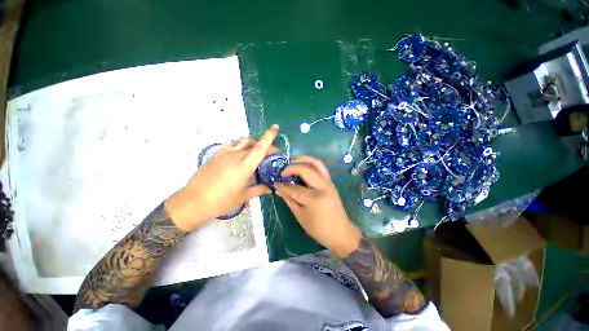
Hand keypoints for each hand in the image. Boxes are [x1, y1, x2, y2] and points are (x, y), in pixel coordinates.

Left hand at [166, 125, 279, 231]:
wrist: (193, 202)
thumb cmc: (221, 201)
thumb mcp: (243, 197)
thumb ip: (259, 190)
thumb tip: (270, 188)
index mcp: (244, 166)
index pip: (260, 148)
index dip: (269, 136)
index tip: (275, 127)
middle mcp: (235, 156)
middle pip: (253, 143)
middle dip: (264, 144)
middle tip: (270, 153)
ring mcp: (224, 154)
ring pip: (242, 141)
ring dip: (252, 143)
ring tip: (256, 152)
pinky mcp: (215, 155)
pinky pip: (231, 144)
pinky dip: (240, 145)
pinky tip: (240, 154)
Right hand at [275, 156, 361, 257]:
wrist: (340, 232)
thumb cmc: (319, 228)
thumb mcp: (300, 216)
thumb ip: (290, 200)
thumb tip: (279, 189)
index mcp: (314, 198)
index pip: (294, 188)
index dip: (283, 186)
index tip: (275, 184)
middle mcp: (322, 186)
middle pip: (305, 169)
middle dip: (291, 168)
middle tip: (282, 172)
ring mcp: (328, 182)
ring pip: (316, 163)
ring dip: (303, 160)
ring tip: (292, 163)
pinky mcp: (331, 182)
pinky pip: (321, 167)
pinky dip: (311, 164)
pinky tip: (303, 167)